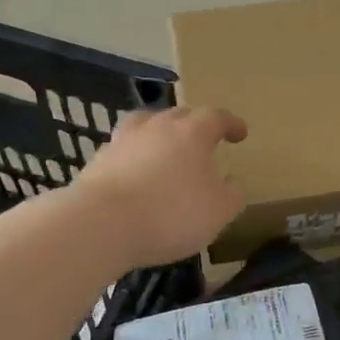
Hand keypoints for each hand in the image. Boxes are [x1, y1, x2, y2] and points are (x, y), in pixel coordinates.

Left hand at [74, 106, 247, 268]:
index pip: (216, 117)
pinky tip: (136, 174)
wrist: (102, 224)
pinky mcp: (98, 161)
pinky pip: (124, 150)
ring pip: (146, 124)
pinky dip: (134, 156)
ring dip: (159, 133)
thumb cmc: (171, 214)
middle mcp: (157, 127)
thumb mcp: (218, 212)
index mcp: (192, 133)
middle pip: (179, 115)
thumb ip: (232, 195)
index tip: (240, 133)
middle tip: (204, 140)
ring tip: (164, 148)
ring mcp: (124, 141)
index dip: (231, 124)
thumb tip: (233, 184)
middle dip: (195, 124)